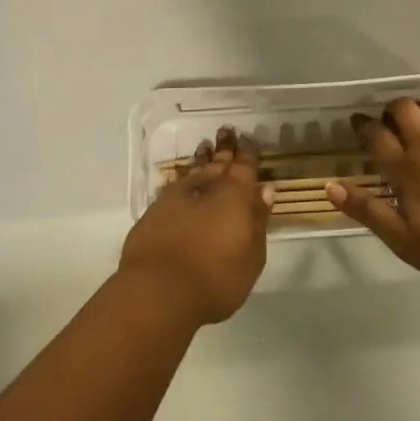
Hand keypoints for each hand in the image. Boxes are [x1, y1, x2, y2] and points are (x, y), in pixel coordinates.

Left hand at [119, 127, 274, 325]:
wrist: (159, 290)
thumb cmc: (217, 278)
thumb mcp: (252, 257)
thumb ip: (258, 220)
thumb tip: (264, 190)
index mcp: (235, 195)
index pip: (245, 167)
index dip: (248, 153)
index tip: (249, 138)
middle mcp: (206, 188)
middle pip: (218, 162)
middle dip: (225, 147)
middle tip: (226, 130)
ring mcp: (177, 197)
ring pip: (194, 170)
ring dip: (201, 159)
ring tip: (205, 146)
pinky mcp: (155, 211)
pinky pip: (174, 186)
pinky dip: (181, 180)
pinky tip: (180, 179)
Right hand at [327, 96, 419, 284]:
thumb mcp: (403, 240)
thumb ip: (368, 211)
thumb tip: (331, 187)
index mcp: (406, 169)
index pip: (377, 137)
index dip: (363, 126)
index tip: (357, 122)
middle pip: (404, 110)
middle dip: (392, 109)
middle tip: (389, 119)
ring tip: (419, 112)